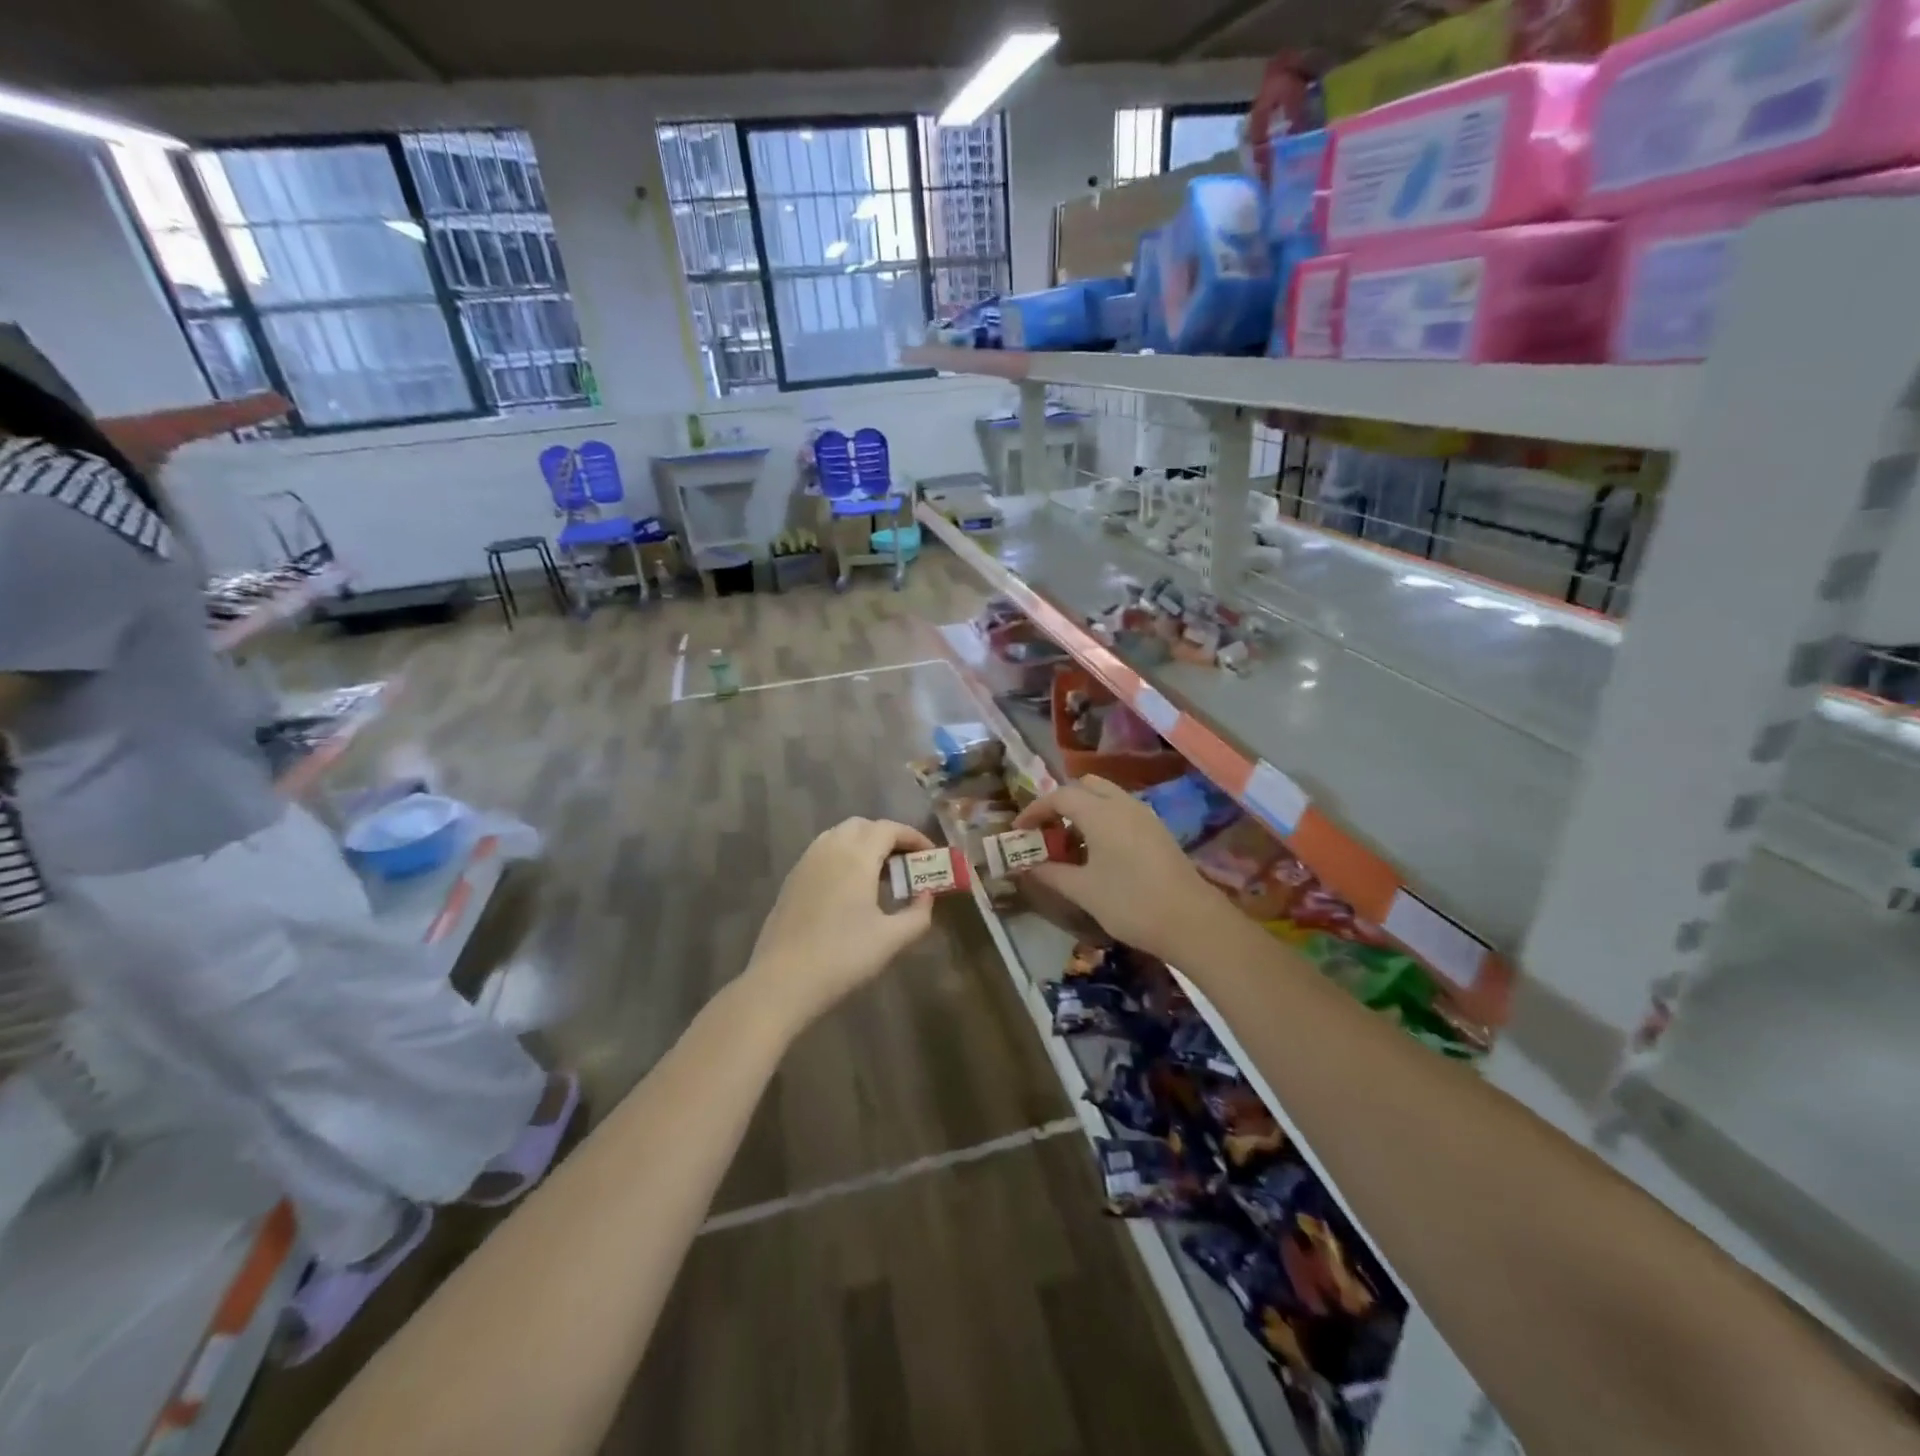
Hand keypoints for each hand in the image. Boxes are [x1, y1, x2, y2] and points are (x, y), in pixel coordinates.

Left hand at [744, 817, 938, 1029]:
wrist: (782, 981)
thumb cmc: (842, 957)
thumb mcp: (891, 939)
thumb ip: (918, 914)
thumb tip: (926, 896)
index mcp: (856, 856)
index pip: (889, 829)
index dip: (913, 836)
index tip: (930, 854)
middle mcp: (829, 849)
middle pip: (862, 826)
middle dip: (888, 837)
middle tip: (906, 862)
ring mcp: (806, 863)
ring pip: (839, 836)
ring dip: (863, 845)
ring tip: (880, 874)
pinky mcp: (792, 880)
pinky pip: (823, 852)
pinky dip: (843, 856)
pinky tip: (850, 889)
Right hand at [1013, 776, 1224, 961]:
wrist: (1191, 921)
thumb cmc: (1130, 903)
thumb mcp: (1083, 890)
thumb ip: (1051, 873)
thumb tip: (1026, 866)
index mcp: (1100, 812)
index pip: (1059, 796)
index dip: (1035, 810)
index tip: (1019, 830)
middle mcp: (1123, 804)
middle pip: (1085, 786)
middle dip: (1061, 802)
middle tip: (1046, 830)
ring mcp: (1144, 815)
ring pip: (1107, 797)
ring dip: (1084, 811)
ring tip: (1069, 843)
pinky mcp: (1158, 831)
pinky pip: (1122, 811)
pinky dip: (1103, 820)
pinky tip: (1098, 852)